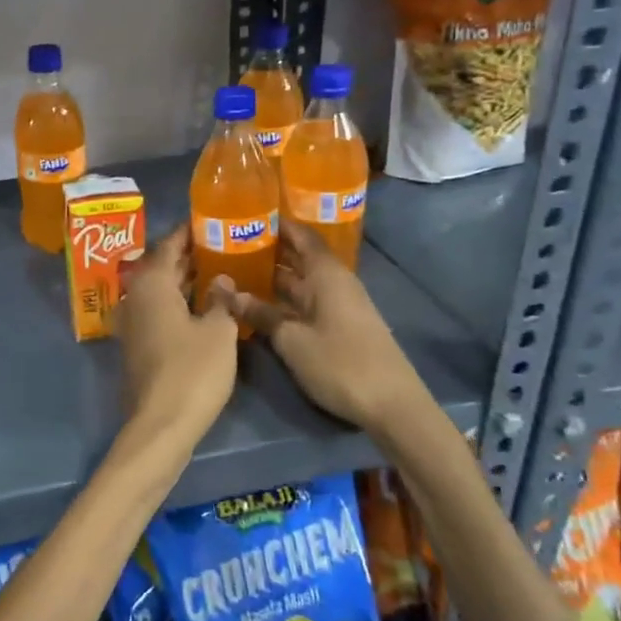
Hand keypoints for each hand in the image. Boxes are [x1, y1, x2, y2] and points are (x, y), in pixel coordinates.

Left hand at [113, 227, 237, 455]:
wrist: (161, 424)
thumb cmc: (192, 371)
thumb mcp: (218, 332)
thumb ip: (221, 300)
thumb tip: (221, 279)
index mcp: (151, 284)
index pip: (168, 245)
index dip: (188, 232)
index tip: (209, 220)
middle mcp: (135, 297)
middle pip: (161, 266)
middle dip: (188, 255)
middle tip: (221, 243)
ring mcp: (133, 322)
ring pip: (160, 290)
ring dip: (184, 279)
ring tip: (218, 269)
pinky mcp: (137, 344)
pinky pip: (158, 310)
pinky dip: (178, 301)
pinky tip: (203, 305)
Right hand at [213, 221, 427, 436]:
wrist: (392, 406)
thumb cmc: (341, 364)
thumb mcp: (293, 340)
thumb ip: (261, 314)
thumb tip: (229, 293)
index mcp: (327, 274)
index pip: (302, 235)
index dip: (277, 223)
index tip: (247, 214)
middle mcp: (335, 283)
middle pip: (300, 256)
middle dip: (269, 249)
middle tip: (229, 244)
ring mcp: (339, 305)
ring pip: (301, 281)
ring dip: (274, 276)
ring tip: (236, 270)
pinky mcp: (340, 326)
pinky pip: (306, 301)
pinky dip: (284, 298)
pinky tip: (259, 304)